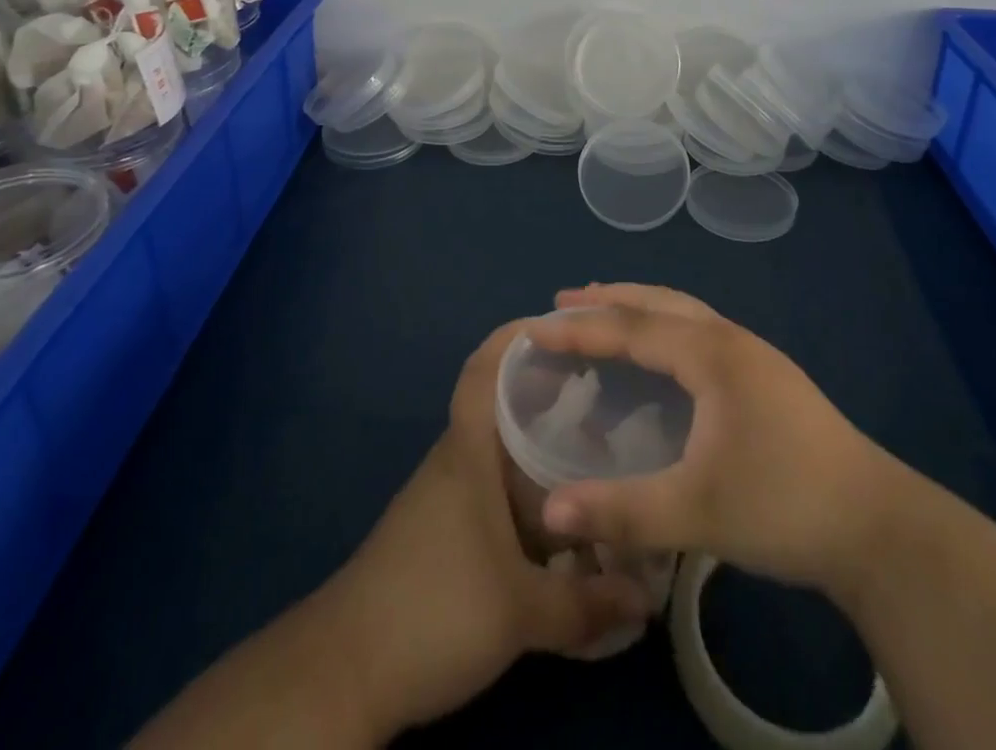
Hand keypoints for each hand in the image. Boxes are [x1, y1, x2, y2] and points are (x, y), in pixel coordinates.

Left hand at [334, 319, 650, 737]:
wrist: (345, 672)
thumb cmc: (435, 610)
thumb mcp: (521, 612)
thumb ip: (588, 604)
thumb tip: (649, 597)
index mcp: (469, 451)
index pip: (484, 369)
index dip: (516, 336)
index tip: (561, 323)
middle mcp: (457, 460)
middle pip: (503, 404)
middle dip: (550, 390)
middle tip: (607, 389)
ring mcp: (446, 495)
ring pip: (501, 449)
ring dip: (542, 443)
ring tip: (598, 447)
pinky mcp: (443, 531)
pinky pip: (495, 487)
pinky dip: (529, 486)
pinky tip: (562, 513)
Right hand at [527, 284, 907, 594]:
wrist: (877, 525)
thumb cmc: (783, 504)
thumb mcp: (698, 512)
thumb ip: (622, 511)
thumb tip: (550, 511)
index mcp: (711, 353)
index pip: (632, 327)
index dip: (580, 327)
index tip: (536, 326)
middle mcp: (730, 340)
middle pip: (659, 303)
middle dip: (609, 300)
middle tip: (563, 302)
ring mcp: (754, 356)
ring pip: (685, 313)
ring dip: (641, 308)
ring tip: (606, 311)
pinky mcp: (767, 378)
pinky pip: (701, 332)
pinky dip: (666, 328)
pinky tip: (665, 357)